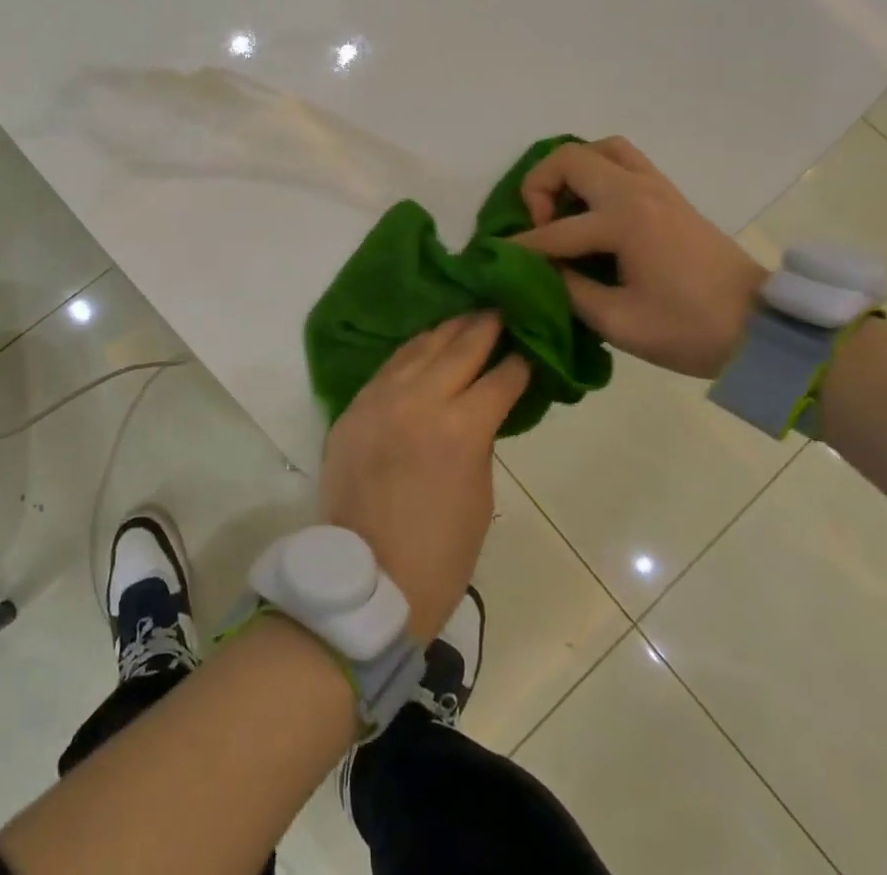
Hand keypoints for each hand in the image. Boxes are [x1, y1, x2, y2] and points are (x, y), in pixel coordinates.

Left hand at [317, 314, 528, 643]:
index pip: (499, 379)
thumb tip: (482, 407)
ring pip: (419, 347)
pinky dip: (412, 351)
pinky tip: (425, 342)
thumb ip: (479, 438)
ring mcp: (380, 398)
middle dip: (485, 327)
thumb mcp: (479, 494)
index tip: (531, 345)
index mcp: (459, 428)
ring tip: (468, 316)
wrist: (368, 576)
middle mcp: (418, 399)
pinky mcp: (355, 405)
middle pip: (458, 348)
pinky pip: (388, 366)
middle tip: (502, 309)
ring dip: (447, 330)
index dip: (519, 362)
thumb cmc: (440, 551)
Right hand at [509, 137, 766, 378]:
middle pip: (569, 159)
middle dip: (538, 189)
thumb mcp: (618, 322)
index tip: (496, 259)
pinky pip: (623, 160)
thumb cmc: (691, 329)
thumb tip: (538, 271)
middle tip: (539, 227)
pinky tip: (591, 207)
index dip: (520, 249)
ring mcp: (656, 187)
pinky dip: (597, 171)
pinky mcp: (668, 194)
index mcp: (624, 222)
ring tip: (563, 208)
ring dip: (571, 172)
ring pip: (600, 149)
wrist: (763, 327)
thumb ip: (568, 290)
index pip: (554, 231)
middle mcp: (637, 191)